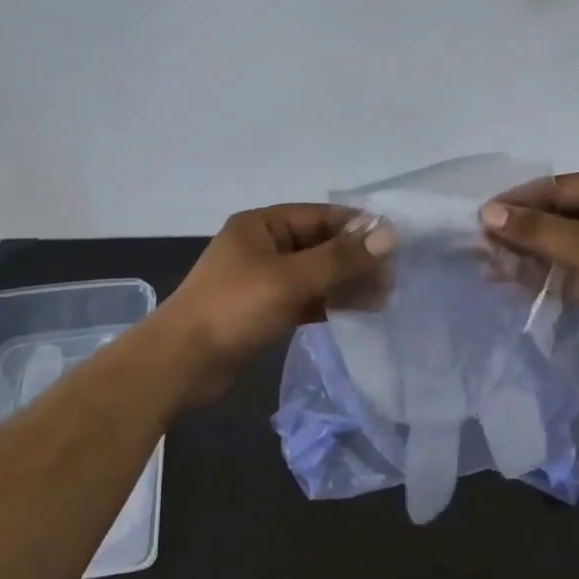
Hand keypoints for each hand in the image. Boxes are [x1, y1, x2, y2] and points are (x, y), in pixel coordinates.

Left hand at [153, 204, 392, 400]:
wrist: (182, 362)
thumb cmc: (235, 308)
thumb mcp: (291, 279)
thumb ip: (341, 259)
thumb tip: (389, 235)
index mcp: (262, 225)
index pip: (320, 216)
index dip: (357, 227)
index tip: (395, 242)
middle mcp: (262, 246)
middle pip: (319, 245)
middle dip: (355, 260)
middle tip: (393, 278)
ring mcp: (262, 280)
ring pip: (313, 275)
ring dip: (345, 283)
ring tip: (384, 297)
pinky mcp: (263, 310)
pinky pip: (304, 299)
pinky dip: (328, 303)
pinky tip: (356, 312)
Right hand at [481, 172, 578, 380]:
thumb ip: (535, 230)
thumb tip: (487, 212)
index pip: (556, 188)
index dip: (518, 202)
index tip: (480, 217)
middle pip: (557, 215)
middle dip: (520, 232)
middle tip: (481, 247)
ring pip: (561, 244)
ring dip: (527, 255)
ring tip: (489, 268)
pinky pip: (570, 268)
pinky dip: (544, 274)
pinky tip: (514, 283)